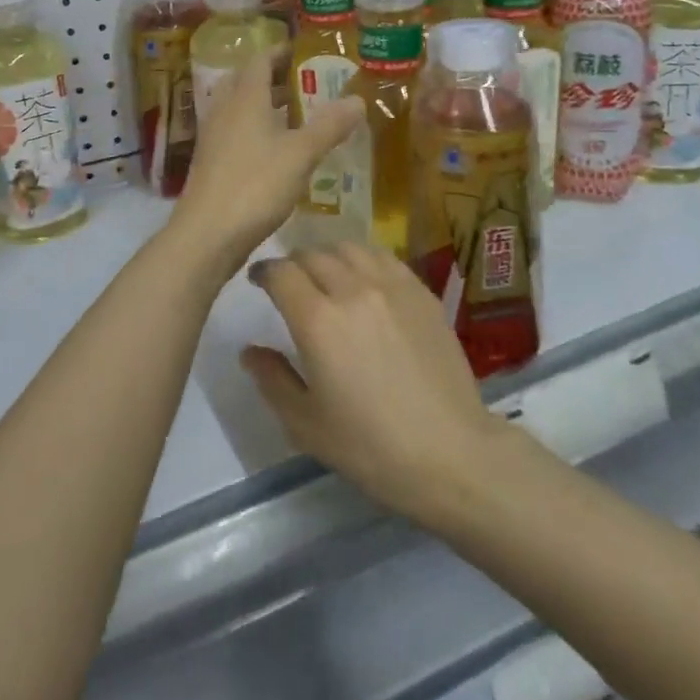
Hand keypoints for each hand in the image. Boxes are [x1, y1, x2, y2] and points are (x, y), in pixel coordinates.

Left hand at [170, 49, 362, 276]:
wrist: (206, 234)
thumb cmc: (255, 185)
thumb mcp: (301, 154)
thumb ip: (329, 125)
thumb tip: (358, 98)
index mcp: (245, 97)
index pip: (260, 60)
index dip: (282, 52)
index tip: (306, 52)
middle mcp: (224, 109)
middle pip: (246, 81)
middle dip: (274, 77)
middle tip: (306, 82)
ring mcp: (214, 136)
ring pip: (240, 108)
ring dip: (265, 105)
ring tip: (298, 114)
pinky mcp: (211, 162)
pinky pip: (235, 132)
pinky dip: (257, 130)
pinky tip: (278, 150)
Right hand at [241, 244, 511, 524]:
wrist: (449, 452)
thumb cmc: (370, 446)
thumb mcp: (306, 424)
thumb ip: (272, 380)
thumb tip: (250, 351)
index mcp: (318, 320)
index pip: (280, 273)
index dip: (263, 272)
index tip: (258, 282)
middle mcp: (353, 289)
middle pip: (312, 254)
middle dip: (293, 264)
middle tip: (289, 284)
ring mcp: (392, 285)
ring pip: (348, 248)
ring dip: (328, 256)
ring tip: (326, 276)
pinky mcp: (421, 291)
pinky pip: (383, 257)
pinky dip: (363, 260)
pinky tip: (364, 280)